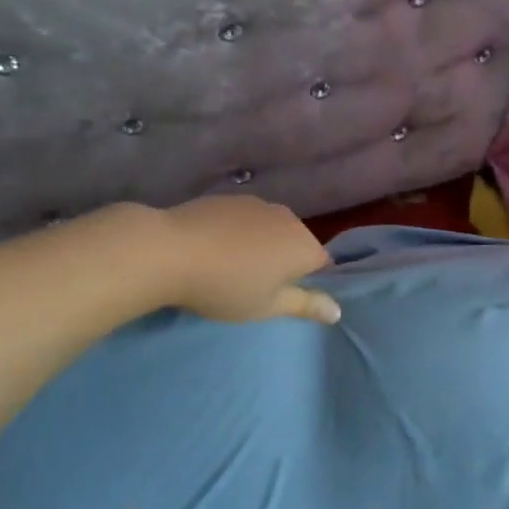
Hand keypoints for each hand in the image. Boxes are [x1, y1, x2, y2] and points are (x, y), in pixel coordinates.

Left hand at [159, 196, 339, 324]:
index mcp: (304, 246)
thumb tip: (338, 311)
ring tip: (231, 265)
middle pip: (296, 242)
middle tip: (254, 285)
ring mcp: (258, 203)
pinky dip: (238, 231)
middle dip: (283, 260)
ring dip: (261, 244)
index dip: (305, 281)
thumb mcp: (267, 306)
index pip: (322, 264)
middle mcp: (288, 218)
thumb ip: (305, 305)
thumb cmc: (226, 287)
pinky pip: (246, 218)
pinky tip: (213, 247)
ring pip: (270, 228)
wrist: (170, 250)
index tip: (280, 295)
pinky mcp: (230, 197)